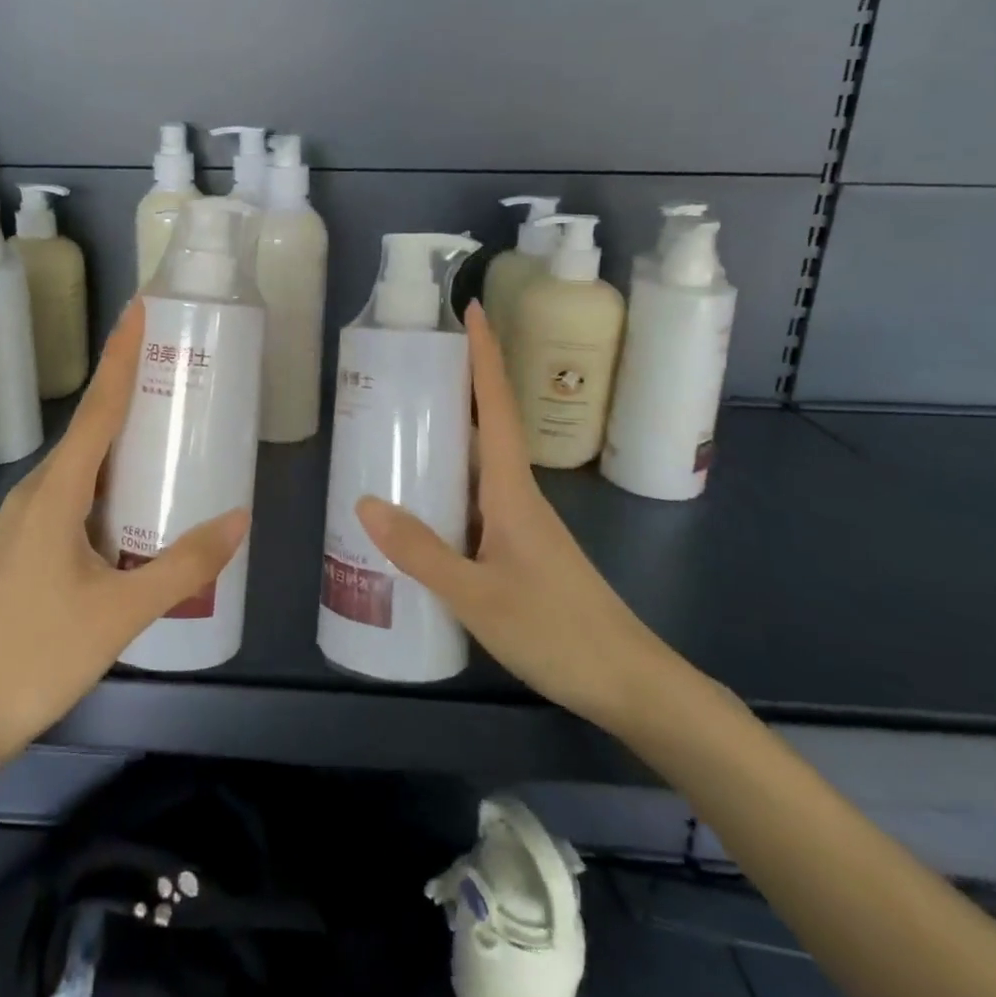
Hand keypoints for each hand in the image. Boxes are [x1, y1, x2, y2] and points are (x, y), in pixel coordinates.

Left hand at [0, 299, 249, 775]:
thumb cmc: (40, 656)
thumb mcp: (123, 612)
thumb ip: (184, 565)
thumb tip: (239, 518)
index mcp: (56, 493)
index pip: (98, 409)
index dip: (120, 356)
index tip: (139, 310)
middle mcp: (35, 493)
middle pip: (88, 427)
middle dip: (126, 388)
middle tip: (171, 363)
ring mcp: (23, 519)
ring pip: (79, 462)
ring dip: (116, 436)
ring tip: (161, 422)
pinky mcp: (21, 544)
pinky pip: (69, 490)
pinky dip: (103, 475)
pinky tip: (128, 496)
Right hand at [356, 301, 679, 731]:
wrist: (632, 685)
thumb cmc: (559, 632)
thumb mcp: (478, 597)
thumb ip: (421, 552)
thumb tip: (364, 502)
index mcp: (512, 491)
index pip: (498, 406)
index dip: (485, 356)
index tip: (470, 311)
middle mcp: (518, 496)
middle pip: (486, 426)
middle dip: (454, 388)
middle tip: (405, 367)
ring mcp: (521, 524)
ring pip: (478, 466)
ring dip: (446, 438)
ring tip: (396, 427)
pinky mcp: (519, 550)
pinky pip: (475, 500)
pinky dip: (446, 486)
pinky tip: (418, 507)